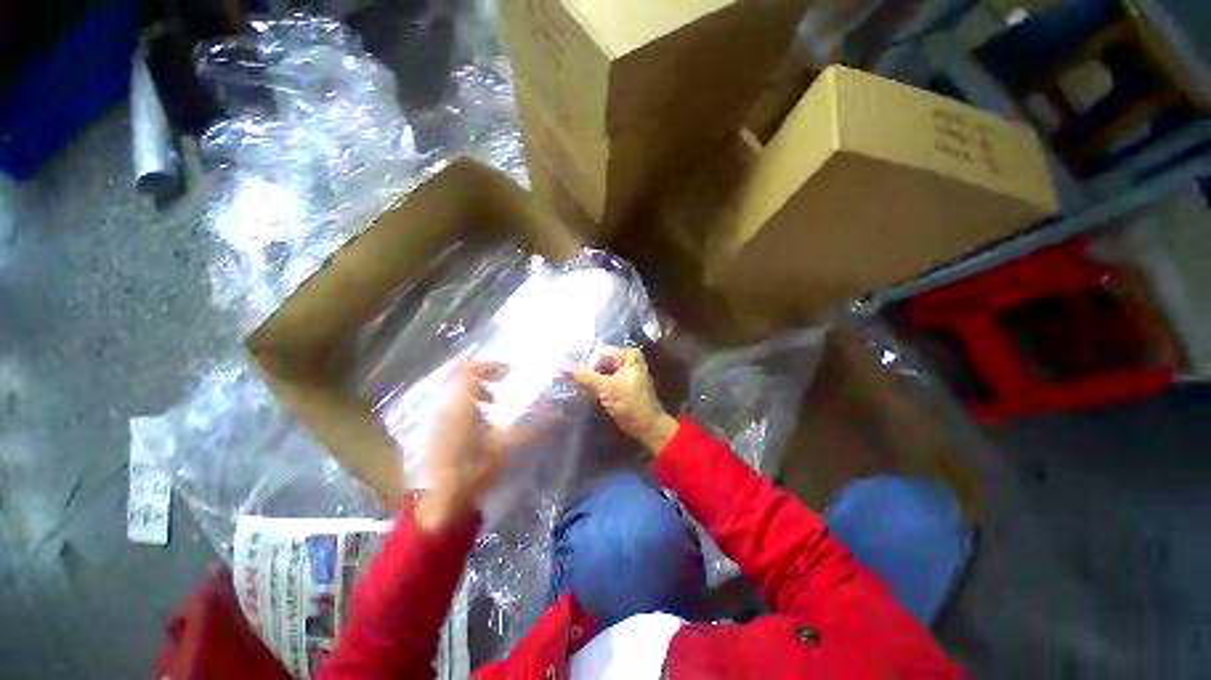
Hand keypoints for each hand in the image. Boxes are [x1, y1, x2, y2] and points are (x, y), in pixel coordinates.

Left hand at [415, 361, 522, 532]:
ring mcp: (436, 418)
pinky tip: (480, 422)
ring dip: (476, 391)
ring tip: (493, 405)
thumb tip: (557, 411)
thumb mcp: (509, 447)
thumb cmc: (476, 470)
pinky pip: (451, 404)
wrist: (442, 500)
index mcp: (461, 405)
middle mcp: (445, 406)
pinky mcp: (434, 430)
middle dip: (483, 377)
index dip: (489, 366)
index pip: (468, 370)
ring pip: (455, 391)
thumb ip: (534, 426)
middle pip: (460, 377)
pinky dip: (467, 403)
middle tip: (502, 384)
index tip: (508, 372)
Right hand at [572, 347, 677, 454]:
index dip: (589, 366)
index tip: (587, 383)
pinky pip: (603, 379)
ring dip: (591, 381)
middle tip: (585, 388)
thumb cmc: (631, 405)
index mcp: (628, 354)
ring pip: (599, 371)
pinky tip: (592, 395)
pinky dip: (596, 386)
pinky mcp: (621, 382)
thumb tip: (558, 367)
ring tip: (587, 392)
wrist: (648, 427)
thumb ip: (583, 376)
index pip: (599, 353)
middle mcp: (627, 358)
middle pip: (599, 361)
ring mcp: (624, 371)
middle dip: (589, 373)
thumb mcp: (607, 389)